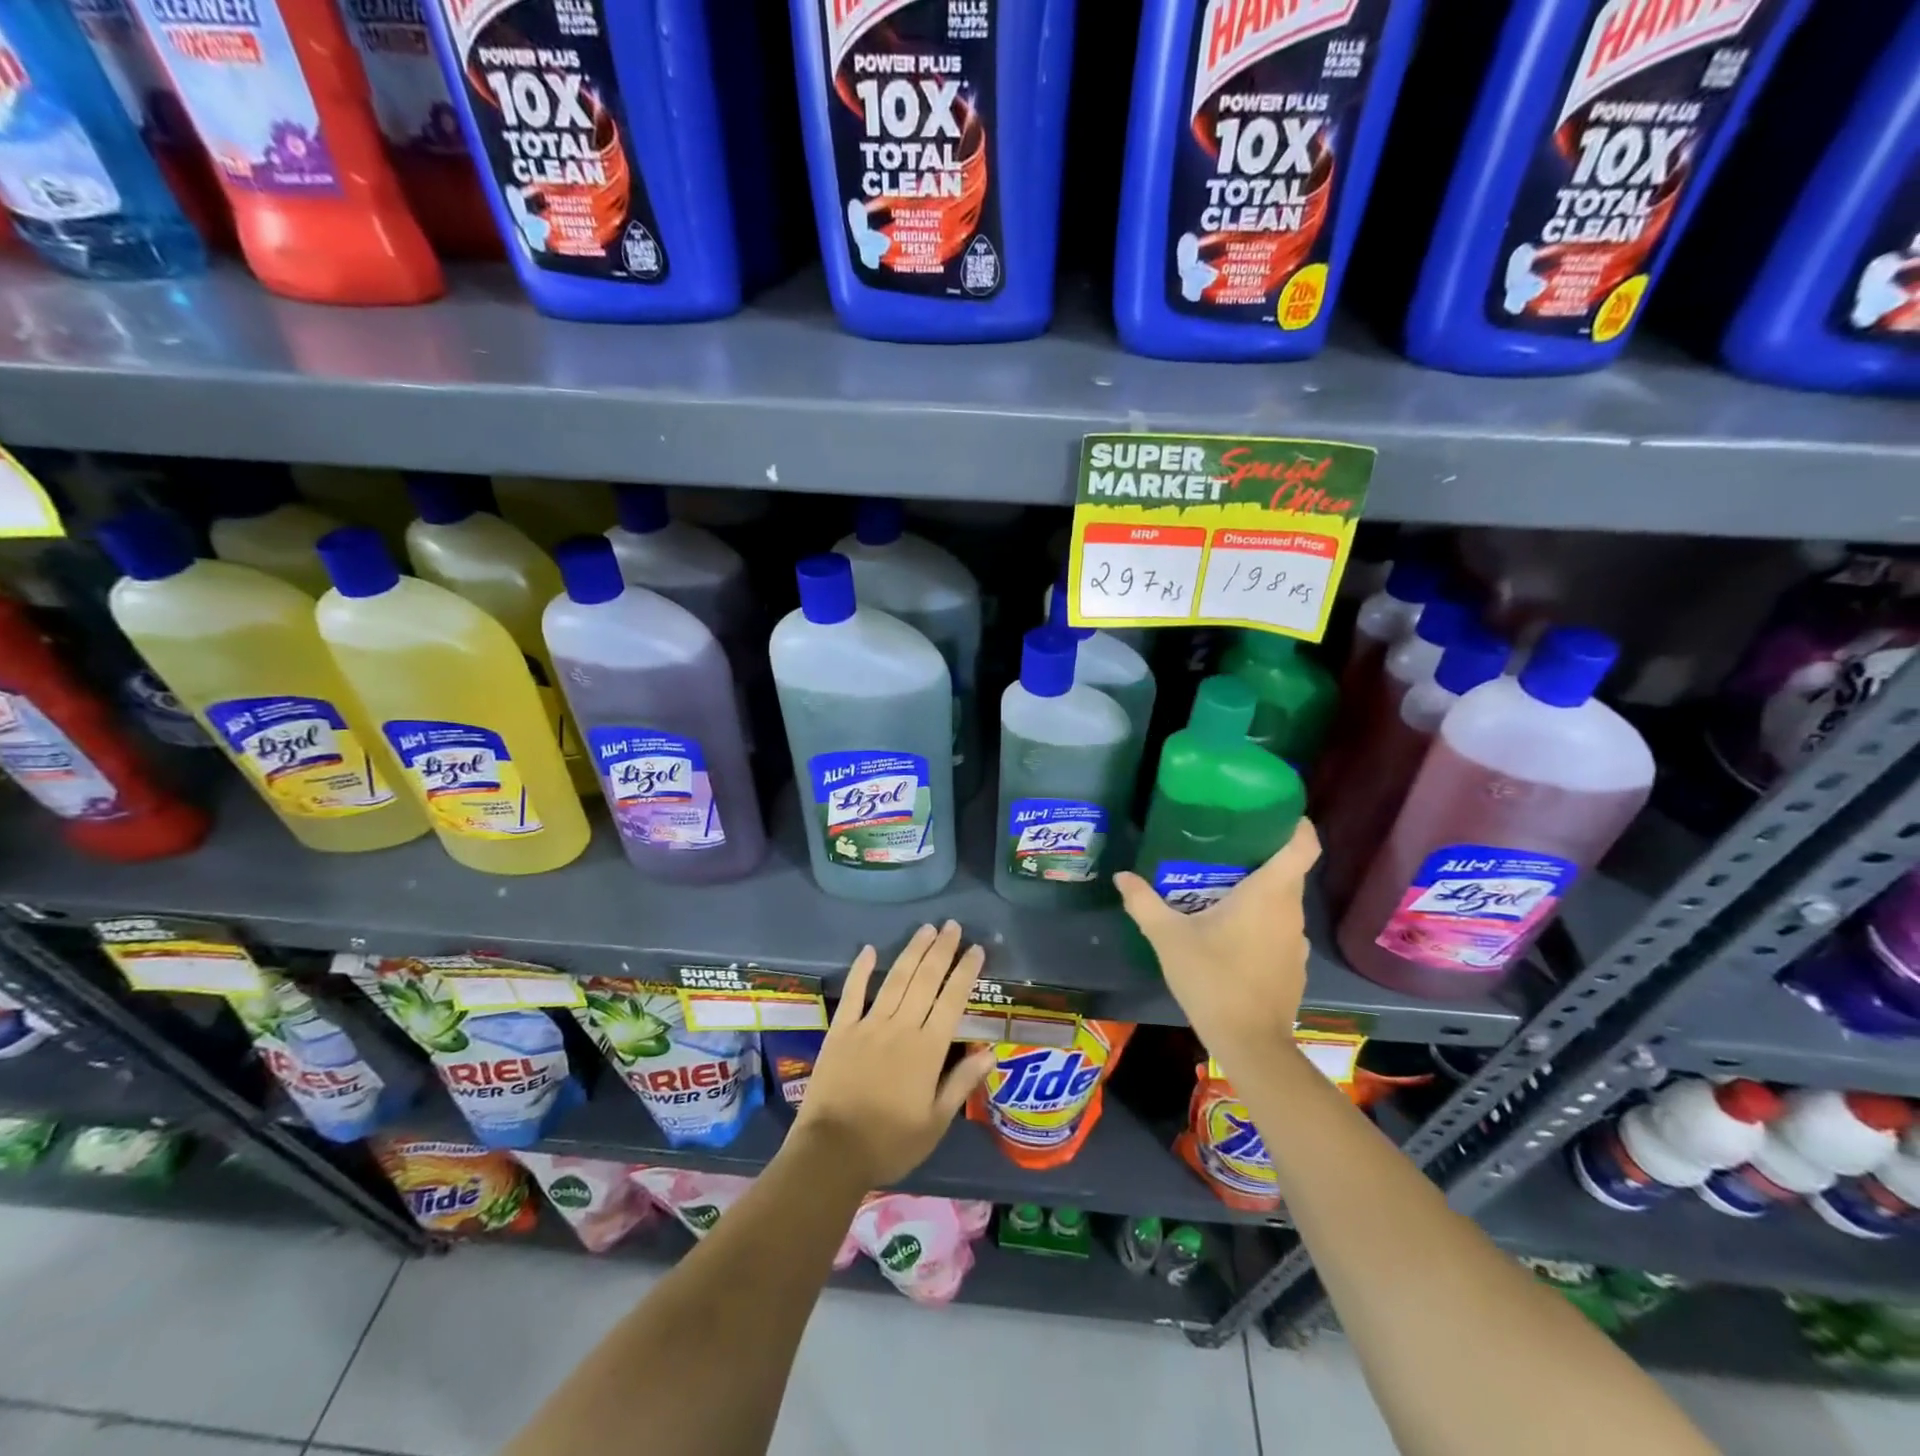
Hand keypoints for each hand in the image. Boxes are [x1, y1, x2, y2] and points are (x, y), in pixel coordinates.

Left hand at [791, 921, 995, 1189]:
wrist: (832, 1152)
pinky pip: (853, 993)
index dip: (965, 972)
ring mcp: (868, 1025)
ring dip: (912, 952)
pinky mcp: (841, 1030)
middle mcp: (901, 1028)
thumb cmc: (890, 1143)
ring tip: (926, 929)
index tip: (975, 949)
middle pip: (925, 980)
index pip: (952, 1000)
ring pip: (895, 979)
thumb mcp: (935, 1122)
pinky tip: (869, 949)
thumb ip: (961, 1083)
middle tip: (952, 926)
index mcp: (928, 1050)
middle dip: (941, 951)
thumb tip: (990, 1052)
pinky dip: (861, 969)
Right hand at [1113, 819, 1320, 1073]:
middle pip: (1289, 871)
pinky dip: (1262, 921)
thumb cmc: (1212, 978)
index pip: (1303, 846)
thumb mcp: (1168, 937)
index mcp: (1269, 893)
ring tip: (1222, 887)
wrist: (1249, 1042)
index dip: (1296, 824)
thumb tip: (1122, 875)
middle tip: (1225, 846)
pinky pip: (1280, 929)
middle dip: (1262, 855)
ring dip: (1260, 891)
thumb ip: (1144, 902)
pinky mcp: (1294, 966)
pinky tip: (1232, 934)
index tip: (1275, 811)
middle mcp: (1290, 911)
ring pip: (1283, 902)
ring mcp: (1296, 941)